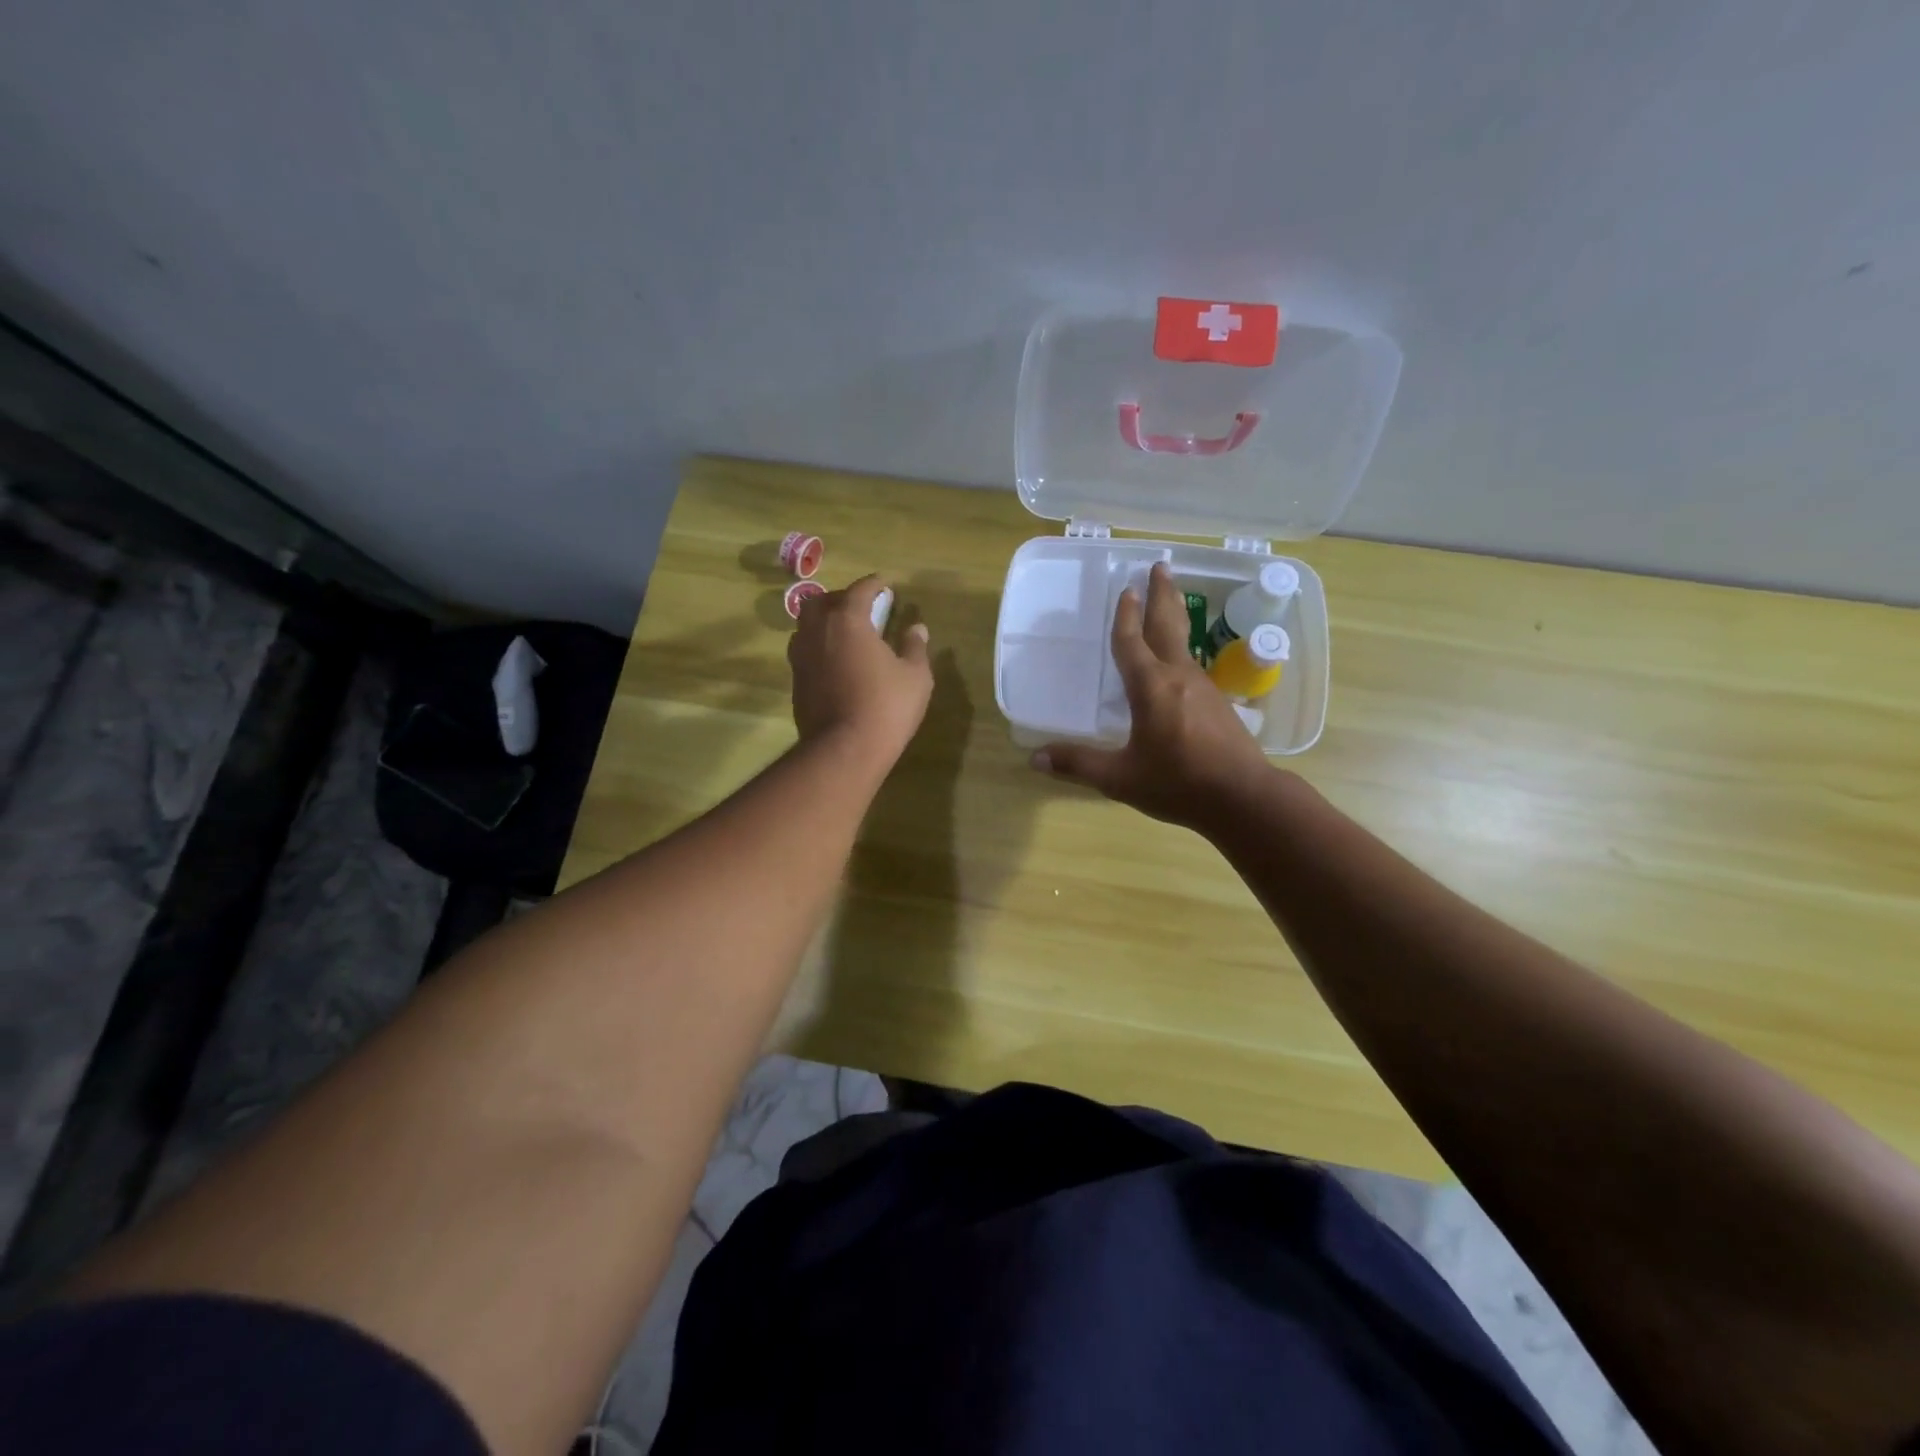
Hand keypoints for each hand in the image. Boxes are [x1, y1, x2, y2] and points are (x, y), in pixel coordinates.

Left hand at [789, 574, 932, 762]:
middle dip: (842, 598)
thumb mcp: (915, 676)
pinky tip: (835, 660)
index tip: (884, 583)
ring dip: (824, 621)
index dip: (873, 584)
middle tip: (862, 607)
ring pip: (806, 625)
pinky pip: (804, 651)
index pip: (859, 590)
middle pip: (822, 601)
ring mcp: (801, 657)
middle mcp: (817, 631)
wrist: (843, 750)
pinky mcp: (795, 682)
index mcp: (848, 621)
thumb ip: (915, 647)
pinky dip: (819, 646)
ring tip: (845, 632)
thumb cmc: (886, 707)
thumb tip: (917, 628)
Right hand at [1032, 562, 1273, 831]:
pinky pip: (1193, 665)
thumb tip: (1034, 758)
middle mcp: (1178, 677)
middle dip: (1162, 595)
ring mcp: (1203, 688)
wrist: (1244, 797)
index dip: (1126, 617)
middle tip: (1161, 565)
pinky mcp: (1218, 703)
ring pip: (1184, 643)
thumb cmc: (1178, 783)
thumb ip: (1079, 764)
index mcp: (1150, 688)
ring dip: (1174, 617)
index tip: (1127, 589)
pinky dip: (1182, 648)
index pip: (1132, 642)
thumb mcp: (1120, 778)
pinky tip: (1179, 661)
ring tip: (1168, 601)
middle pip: (1168, 626)